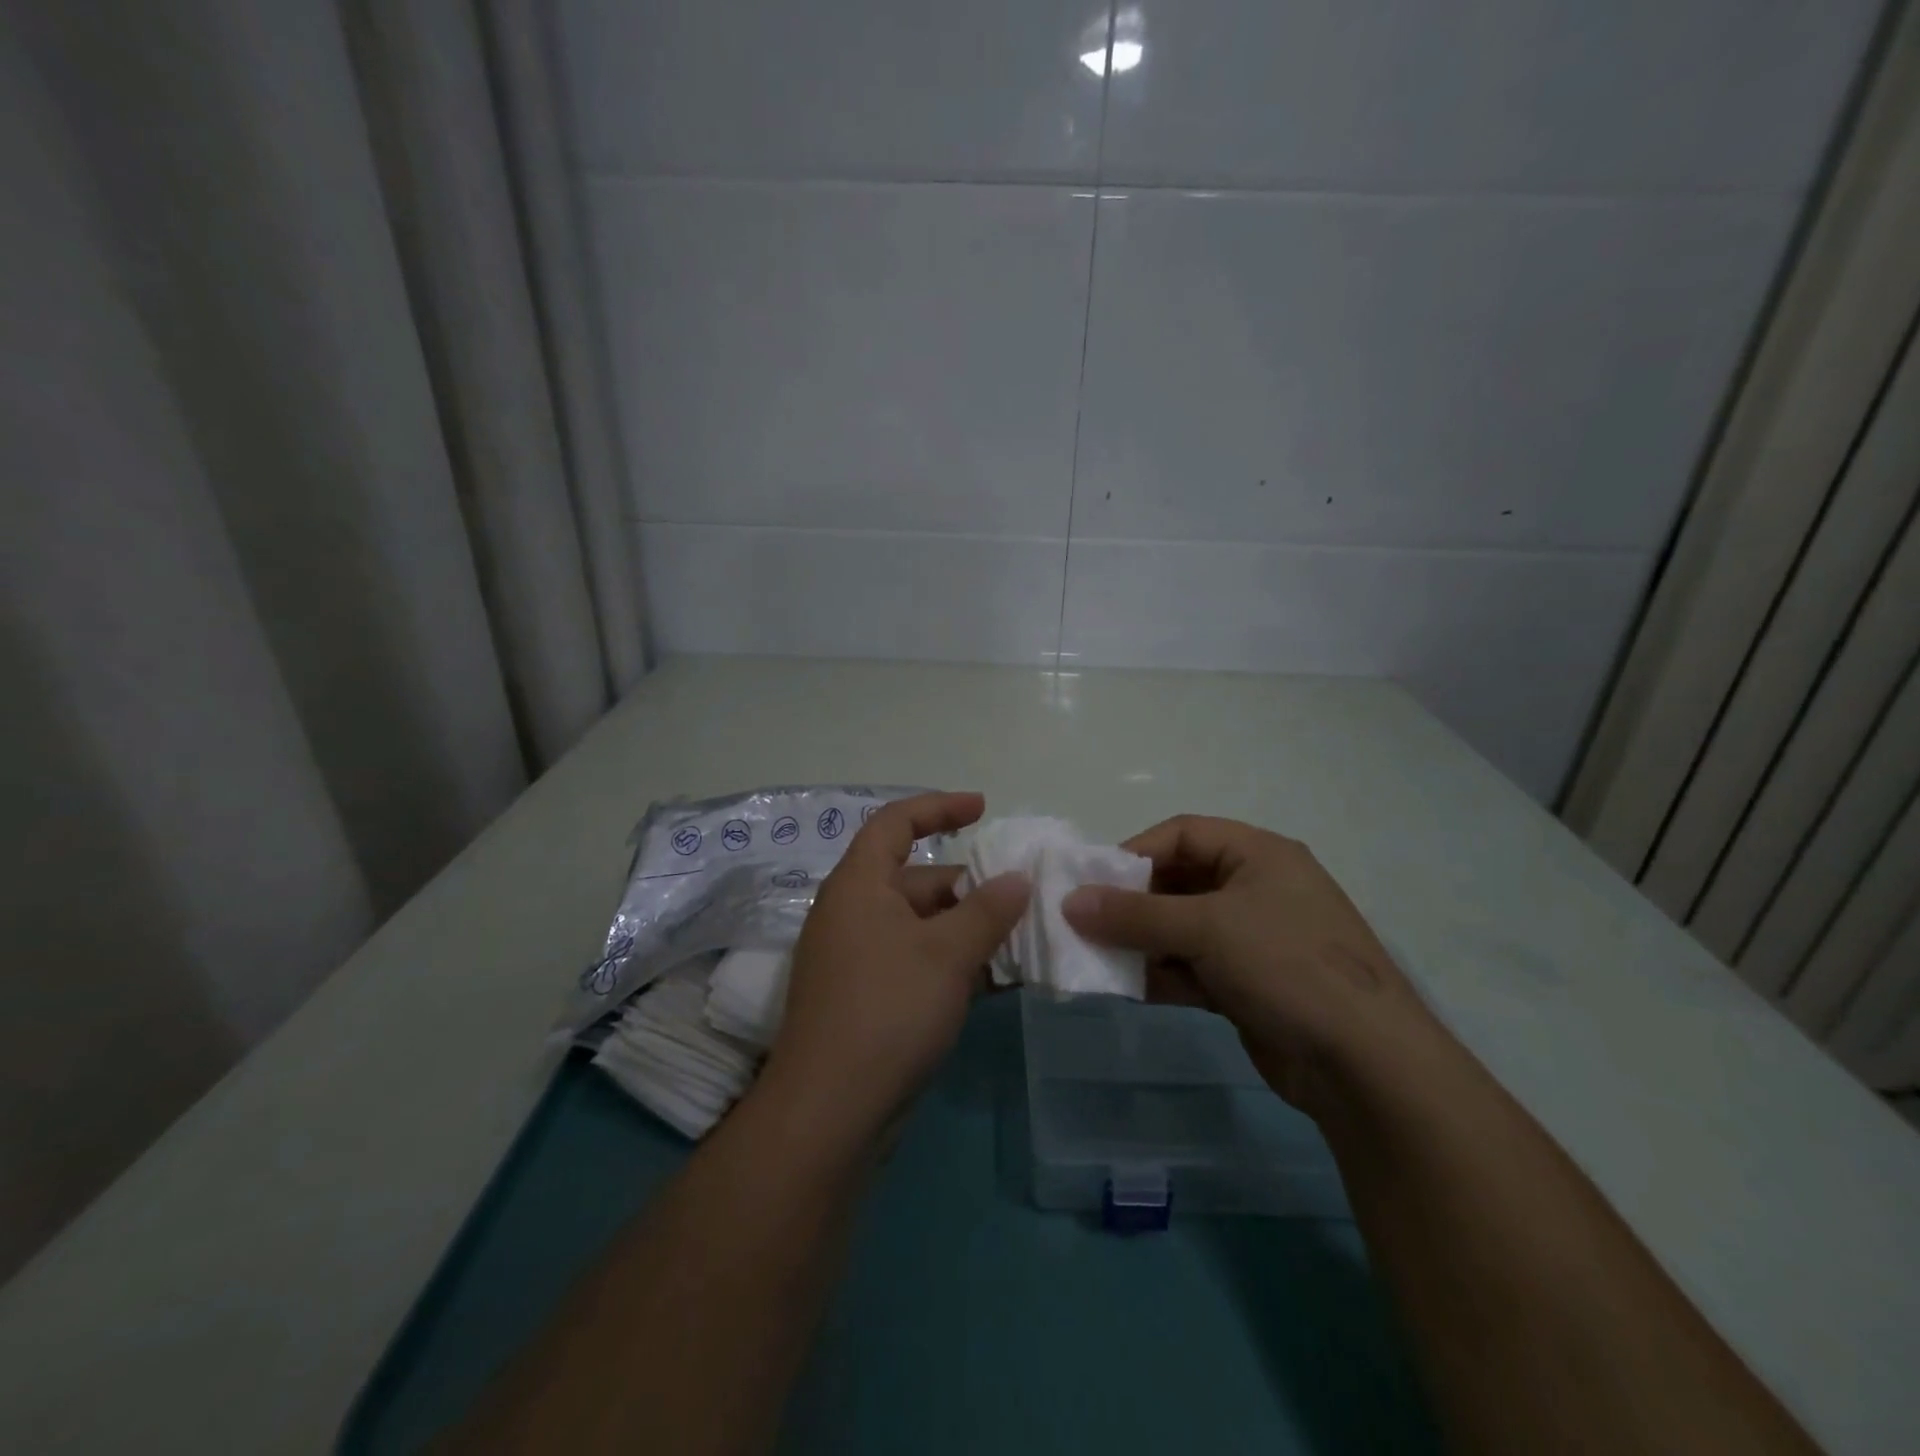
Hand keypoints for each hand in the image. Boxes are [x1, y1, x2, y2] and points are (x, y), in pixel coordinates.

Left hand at [762, 792, 1028, 1142]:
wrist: (829, 1111)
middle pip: (914, 879)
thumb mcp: (948, 953)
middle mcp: (850, 912)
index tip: (982, 809)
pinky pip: (912, 961)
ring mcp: (854, 958)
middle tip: (1017, 900)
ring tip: (1014, 943)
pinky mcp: (862, 998)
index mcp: (858, 885)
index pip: (895, 823)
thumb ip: (988, 909)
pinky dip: (947, 963)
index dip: (938, 807)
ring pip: (918, 926)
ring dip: (963, 930)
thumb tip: (1017, 878)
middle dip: (966, 886)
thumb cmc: (888, 1010)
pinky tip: (988, 982)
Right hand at [1062, 814, 1438, 1114]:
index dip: (1136, 852)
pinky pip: (1192, 967)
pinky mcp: (1249, 984)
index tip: (1094, 882)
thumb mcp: (1206, 928)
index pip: (1183, 834)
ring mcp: (1254, 940)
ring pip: (1182, 928)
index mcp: (1258, 854)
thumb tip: (1070, 903)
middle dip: (1133, 903)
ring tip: (1098, 958)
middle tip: (1088, 922)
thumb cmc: (1286, 965)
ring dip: (1142, 942)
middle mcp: (1256, 889)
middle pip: (1179, 882)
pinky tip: (1128, 987)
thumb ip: (1134, 915)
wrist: (1365, 1065)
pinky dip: (1162, 974)